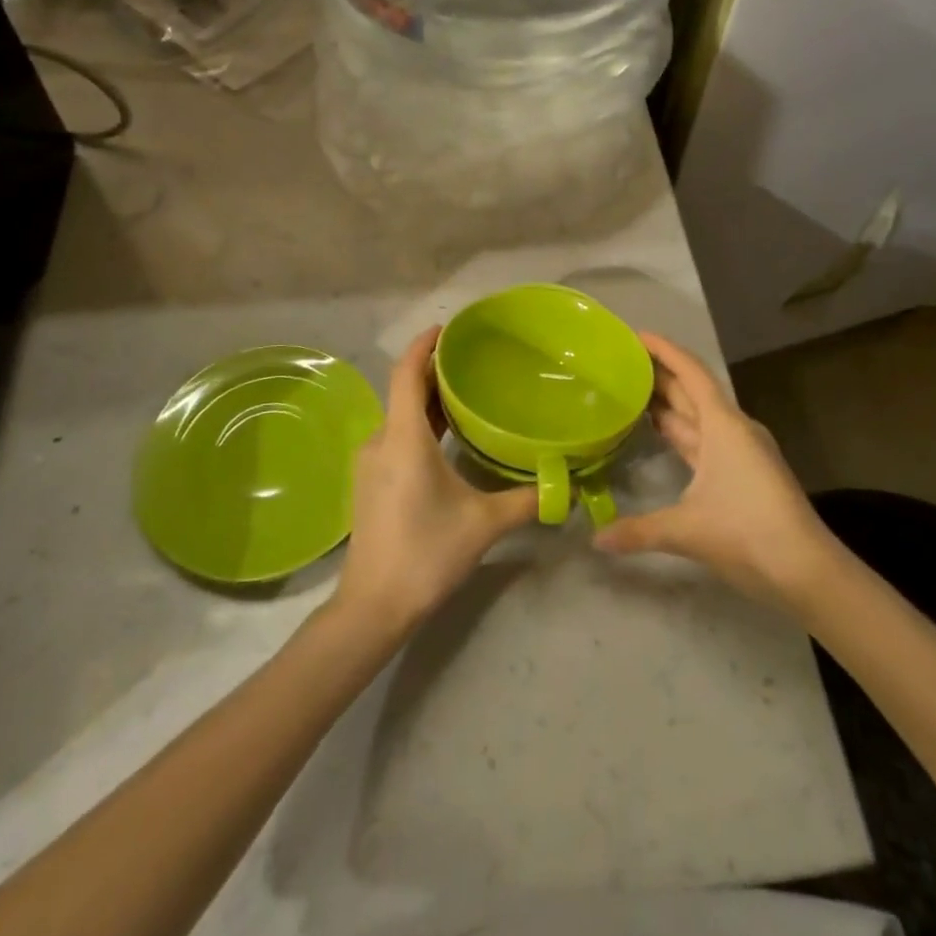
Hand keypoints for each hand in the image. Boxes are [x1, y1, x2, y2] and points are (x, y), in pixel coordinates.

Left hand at [334, 328, 538, 632]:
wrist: (374, 606)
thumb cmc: (427, 553)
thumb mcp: (484, 524)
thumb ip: (527, 500)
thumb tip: (566, 487)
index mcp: (403, 438)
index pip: (407, 373)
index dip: (423, 345)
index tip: (447, 328)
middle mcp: (381, 441)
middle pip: (404, 391)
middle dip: (434, 372)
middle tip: (472, 360)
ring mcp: (370, 462)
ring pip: (399, 416)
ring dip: (427, 400)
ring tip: (464, 394)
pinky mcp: (369, 481)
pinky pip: (395, 436)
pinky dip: (418, 424)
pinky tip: (445, 436)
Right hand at [593, 332, 831, 606]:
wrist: (807, 570)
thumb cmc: (748, 532)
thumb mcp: (687, 529)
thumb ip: (638, 531)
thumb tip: (596, 540)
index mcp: (723, 425)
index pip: (690, 373)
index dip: (664, 350)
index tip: (635, 335)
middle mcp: (733, 429)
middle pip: (692, 390)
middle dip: (659, 374)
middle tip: (621, 362)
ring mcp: (741, 451)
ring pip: (698, 416)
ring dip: (669, 403)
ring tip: (632, 391)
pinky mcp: (744, 472)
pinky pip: (704, 439)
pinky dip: (680, 431)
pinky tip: (661, 434)